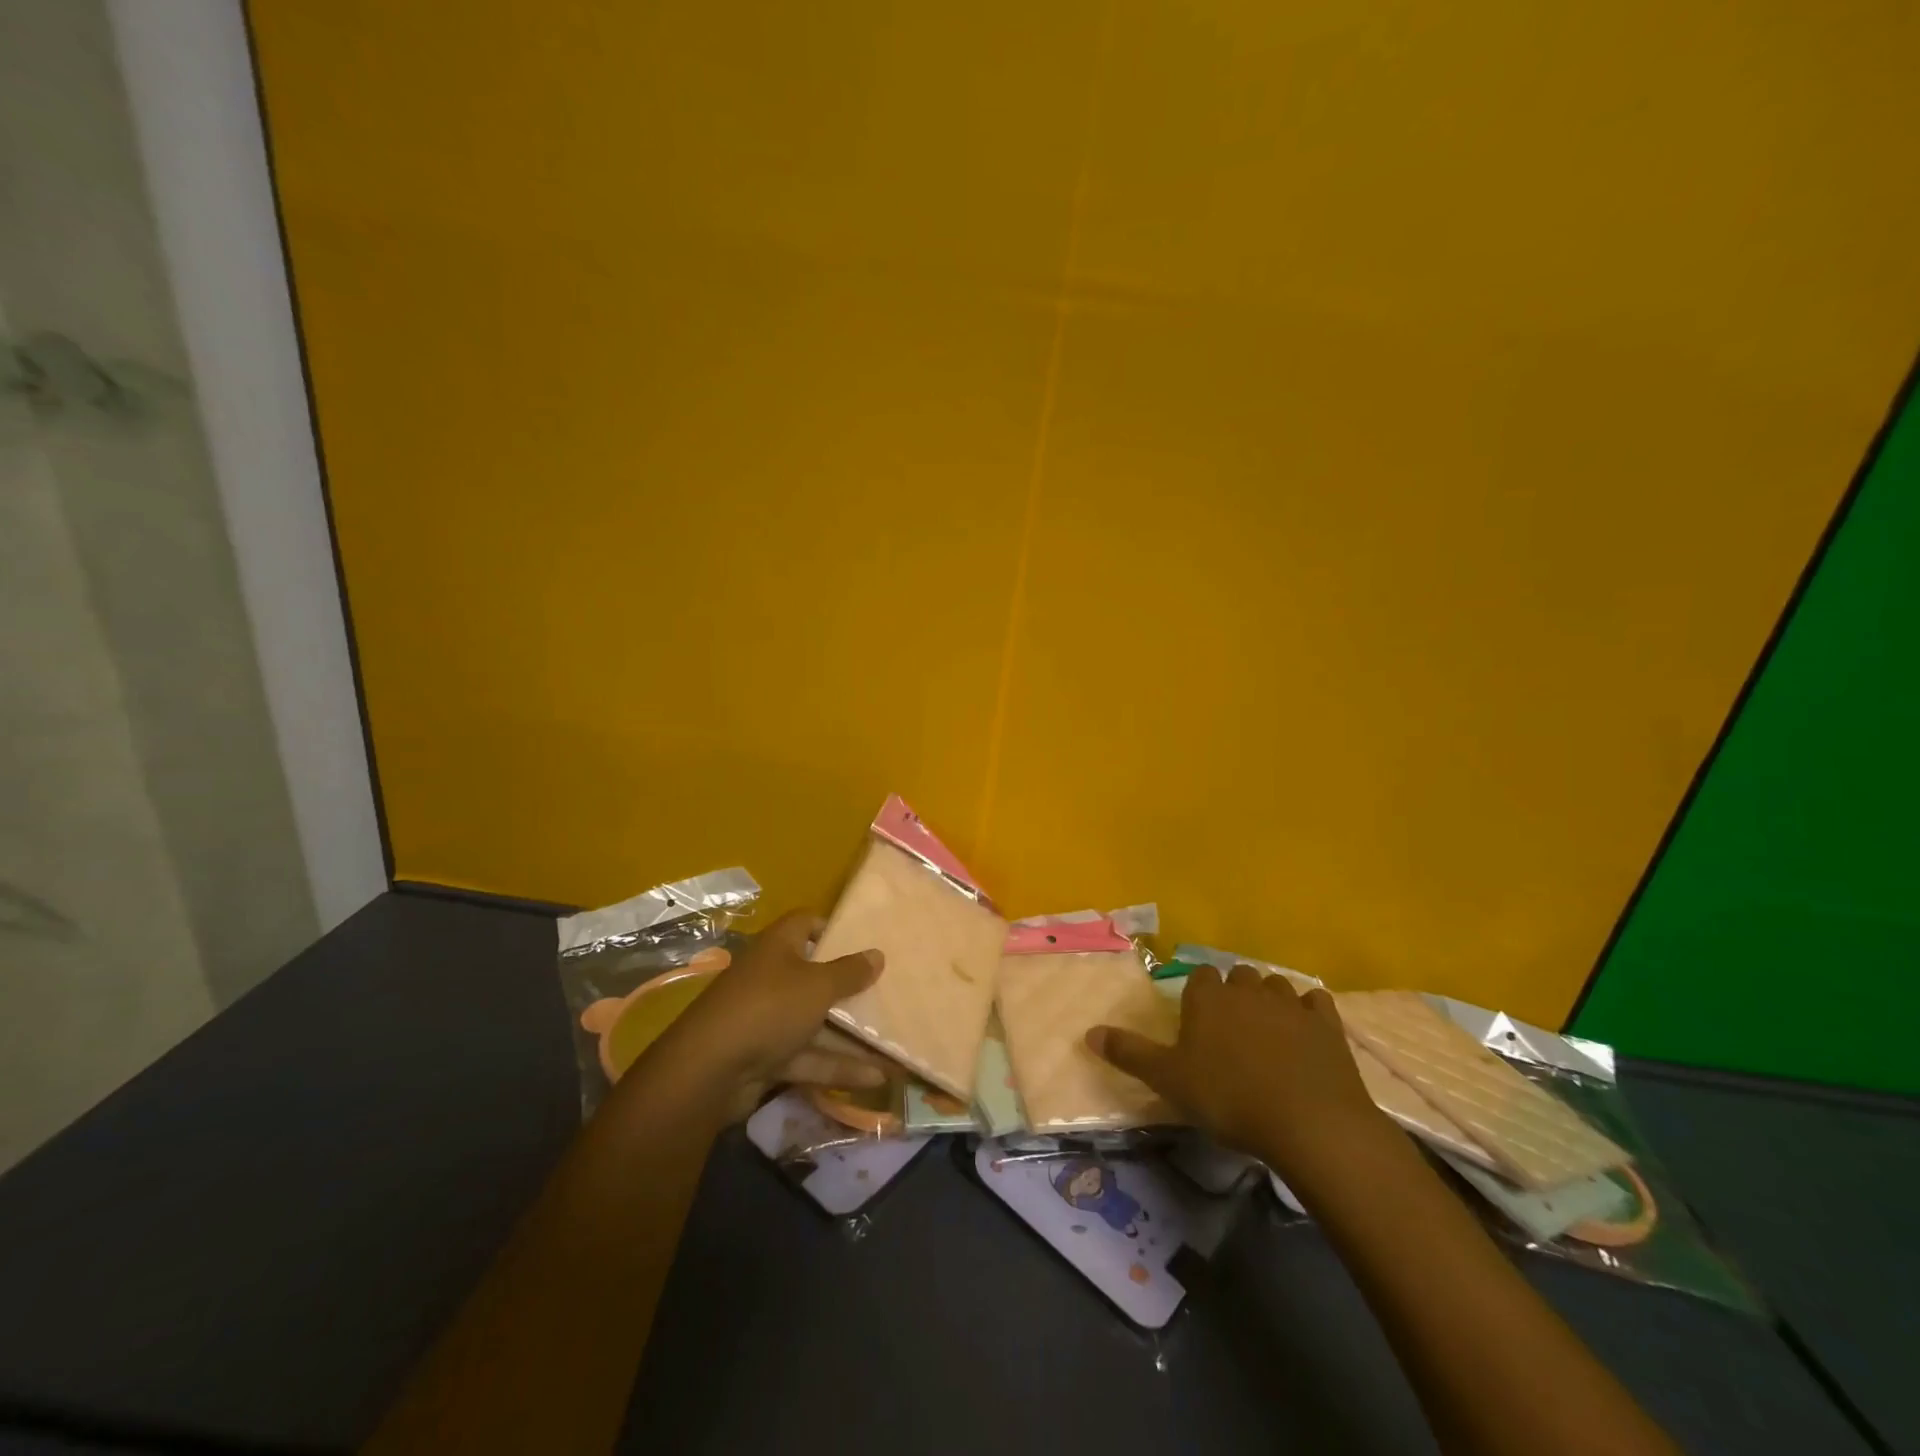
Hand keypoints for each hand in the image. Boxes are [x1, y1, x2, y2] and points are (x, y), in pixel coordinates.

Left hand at [669, 909, 887, 1106]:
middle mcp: (772, 977)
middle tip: (886, 991)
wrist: (709, 1070)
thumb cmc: (769, 1007)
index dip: (832, 928)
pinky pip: (809, 1056)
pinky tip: (876, 1077)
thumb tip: (877, 954)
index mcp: (778, 946)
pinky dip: (838, 1066)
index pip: (805, 923)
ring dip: (851, 1035)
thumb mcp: (818, 985)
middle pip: (814, 974)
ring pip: (815, 1021)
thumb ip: (850, 972)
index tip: (863, 941)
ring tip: (893, 1042)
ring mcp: (768, 1019)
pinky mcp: (767, 1057)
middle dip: (848, 986)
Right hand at [1087, 965, 1390, 1182]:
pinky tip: (1306, 1031)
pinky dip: (1309, 1011)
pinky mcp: (1327, 1024)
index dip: (1198, 995)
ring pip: (1275, 985)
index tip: (1197, 1019)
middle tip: (1230, 1028)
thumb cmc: (1229, 1098)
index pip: (1199, 978)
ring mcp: (1290, 1004)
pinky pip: (1315, 1002)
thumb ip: (1129, 1053)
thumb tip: (1088, 1032)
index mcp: (1208, 998)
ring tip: (1267, 1030)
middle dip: (1233, 993)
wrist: (1309, 1122)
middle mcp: (1247, 990)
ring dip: (1269, 1000)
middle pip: (1238, 976)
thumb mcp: (1168, 1080)